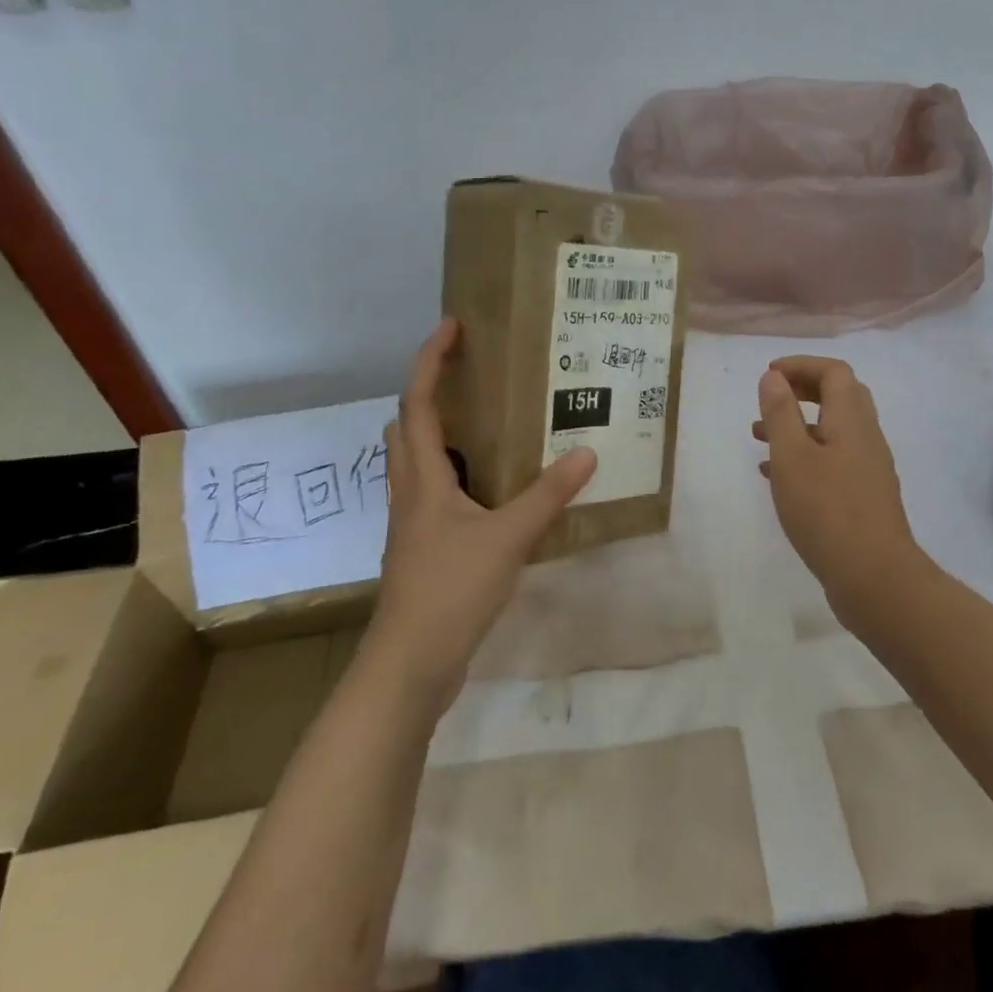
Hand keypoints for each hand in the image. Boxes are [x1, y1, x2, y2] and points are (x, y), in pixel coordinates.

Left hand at [367, 318, 596, 711]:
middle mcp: (409, 492)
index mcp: (422, 478)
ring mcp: (412, 523)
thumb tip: (586, 453)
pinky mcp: (421, 550)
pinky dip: (453, 475)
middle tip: (470, 377)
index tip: (451, 326)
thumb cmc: (450, 590)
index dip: (430, 360)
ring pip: (416, 462)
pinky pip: (432, 494)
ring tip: (485, 426)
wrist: (410, 665)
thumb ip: (547, 495)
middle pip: (406, 428)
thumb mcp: (508, 538)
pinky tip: (488, 491)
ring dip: (440, 434)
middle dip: (429, 393)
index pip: (417, 402)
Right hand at [754, 356, 921, 627]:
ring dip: (797, 424)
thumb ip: (781, 413)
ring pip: (832, 431)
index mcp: (852, 420)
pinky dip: (804, 456)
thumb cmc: (827, 511)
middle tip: (768, 398)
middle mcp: (865, 438)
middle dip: (801, 390)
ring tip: (757, 436)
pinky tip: (775, 476)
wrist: (874, 578)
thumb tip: (773, 377)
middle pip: (839, 396)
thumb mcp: (792, 457)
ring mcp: (867, 469)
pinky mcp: (862, 496)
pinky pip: (831, 460)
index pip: (834, 372)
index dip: (801, 365)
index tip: (768, 374)